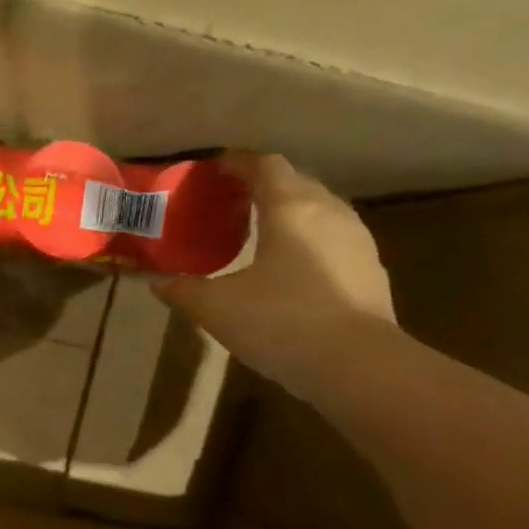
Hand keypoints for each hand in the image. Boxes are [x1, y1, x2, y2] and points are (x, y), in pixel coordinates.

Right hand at [156, 151, 395, 397]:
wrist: (356, 365)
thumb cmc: (280, 322)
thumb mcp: (216, 308)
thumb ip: (183, 290)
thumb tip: (158, 283)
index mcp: (290, 207)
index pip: (264, 165)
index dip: (237, 163)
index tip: (214, 169)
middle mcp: (328, 211)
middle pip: (294, 181)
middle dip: (262, 185)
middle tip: (230, 202)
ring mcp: (356, 239)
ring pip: (318, 209)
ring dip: (288, 212)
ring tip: (259, 232)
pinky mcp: (370, 268)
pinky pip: (332, 238)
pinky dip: (308, 239)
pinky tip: (291, 267)